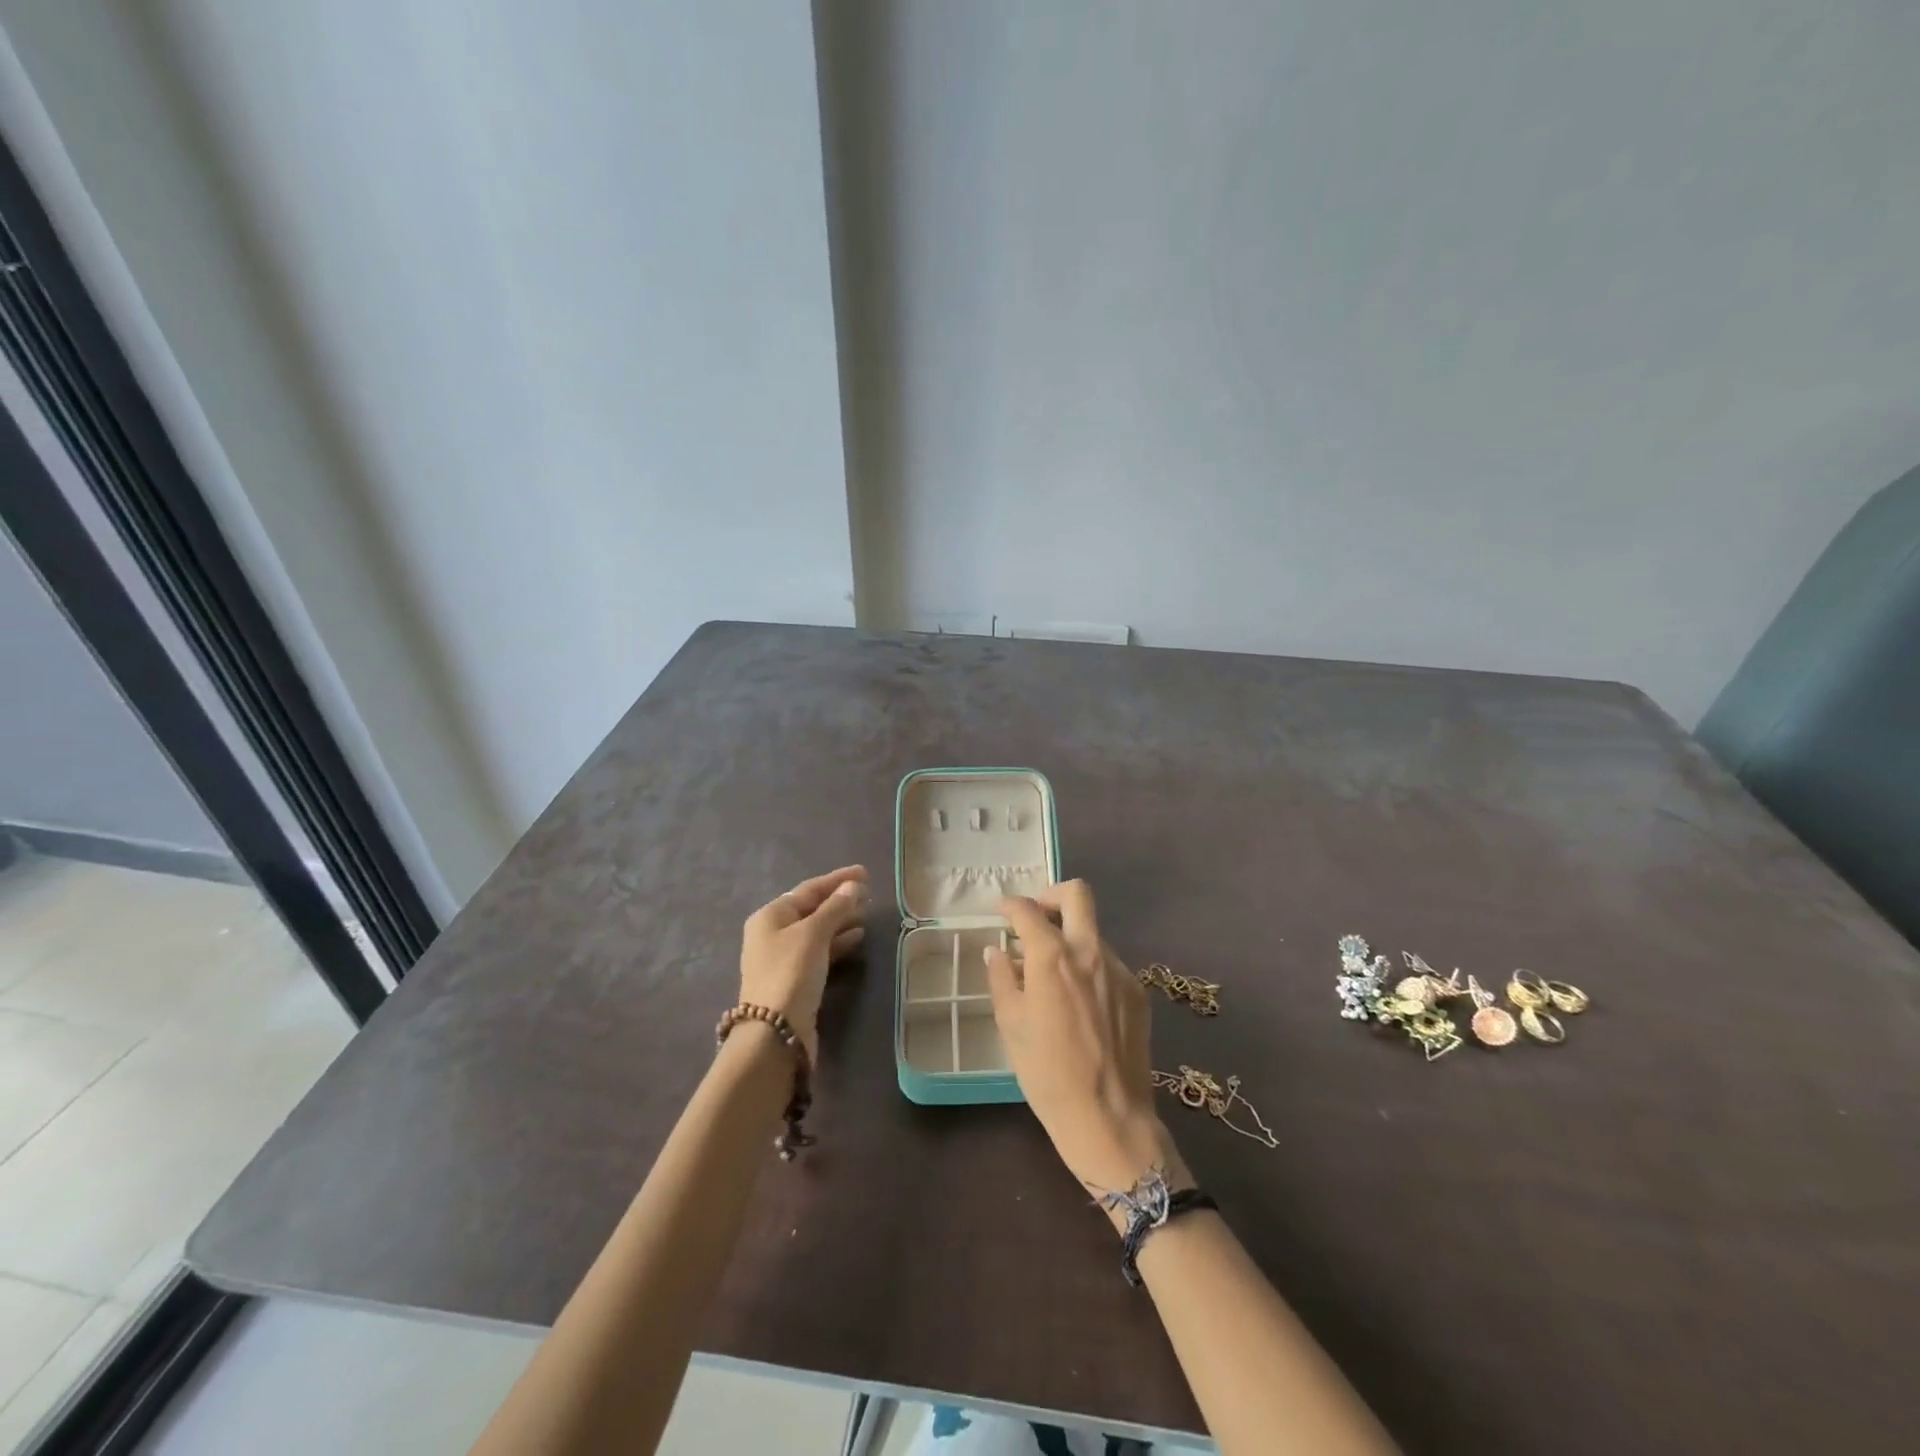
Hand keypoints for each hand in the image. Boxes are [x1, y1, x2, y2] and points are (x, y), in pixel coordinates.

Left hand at [739, 865, 869, 1061]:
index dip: (838, 879)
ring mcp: (782, 957)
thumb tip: (854, 886)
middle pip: (811, 908)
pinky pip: (819, 950)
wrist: (775, 1032)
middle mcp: (772, 933)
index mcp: (770, 915)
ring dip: (841, 920)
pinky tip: (856, 938)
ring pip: (817, 930)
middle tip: (869, 893)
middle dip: (840, 900)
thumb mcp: (814, 934)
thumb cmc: (791, 973)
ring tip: (866, 913)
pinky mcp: (795, 979)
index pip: (809, 888)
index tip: (864, 873)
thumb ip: (835, 908)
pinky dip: (837, 942)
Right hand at [985, 881, 1183, 1196]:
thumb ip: (1002, 979)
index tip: (1002, 911)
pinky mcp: (1137, 992)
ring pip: (1093, 933)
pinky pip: (1108, 964)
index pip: (1028, 911)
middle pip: (1077, 895)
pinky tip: (1080, 1003)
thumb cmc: (1048, 1074)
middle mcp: (1089, 952)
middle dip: (1051, 896)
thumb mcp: (1011, 1026)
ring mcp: (1119, 970)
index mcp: (1052, 957)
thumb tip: (998, 952)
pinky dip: (1089, 968)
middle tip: (1035, 920)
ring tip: (1053, 975)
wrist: (1109, 1118)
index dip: (1011, 905)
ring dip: (1071, 938)